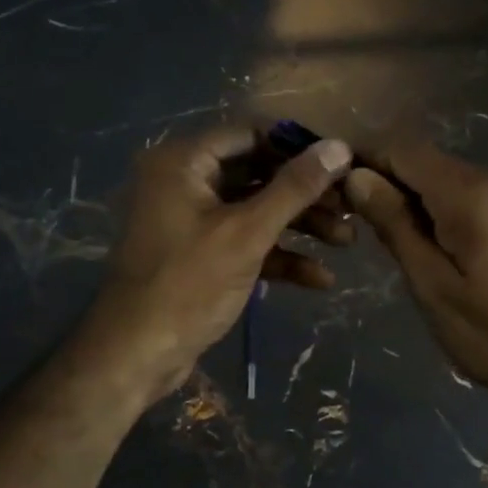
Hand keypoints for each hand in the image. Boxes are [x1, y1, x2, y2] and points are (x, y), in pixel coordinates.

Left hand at [85, 126, 355, 403]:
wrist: (136, 354)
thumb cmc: (188, 284)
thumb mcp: (246, 233)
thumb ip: (294, 189)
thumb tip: (340, 147)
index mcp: (183, 161)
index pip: (250, 133)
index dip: (297, 147)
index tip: (342, 162)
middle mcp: (184, 182)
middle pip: (257, 173)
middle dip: (305, 194)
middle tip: (351, 206)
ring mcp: (192, 221)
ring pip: (255, 211)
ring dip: (299, 226)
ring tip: (347, 241)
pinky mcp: (201, 257)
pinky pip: (245, 243)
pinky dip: (279, 257)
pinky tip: (320, 279)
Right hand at [344, 142, 487, 410]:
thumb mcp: (433, 288)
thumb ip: (396, 226)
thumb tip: (358, 177)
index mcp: (471, 196)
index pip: (405, 150)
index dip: (367, 160)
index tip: (341, 190)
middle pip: (431, 162)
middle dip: (393, 183)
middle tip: (367, 227)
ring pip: (457, 180)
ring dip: (423, 200)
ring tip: (408, 245)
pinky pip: (483, 196)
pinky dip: (454, 210)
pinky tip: (452, 251)